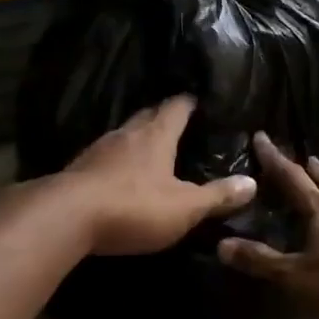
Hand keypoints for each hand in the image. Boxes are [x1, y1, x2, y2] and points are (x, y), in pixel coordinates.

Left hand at [62, 95, 256, 255]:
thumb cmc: (134, 206)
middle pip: (148, 116)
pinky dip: (119, 161)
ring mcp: (98, 150)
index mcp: (156, 134)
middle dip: (164, 117)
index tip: (202, 101)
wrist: (65, 217)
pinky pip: (105, 157)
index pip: (177, 106)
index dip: (191, 102)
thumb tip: (252, 182)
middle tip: (182, 125)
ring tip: (155, 150)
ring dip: (139, 140)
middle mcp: (126, 133)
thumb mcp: (185, 207)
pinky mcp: (79, 170)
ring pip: (125, 136)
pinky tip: (122, 176)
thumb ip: (217, 196)